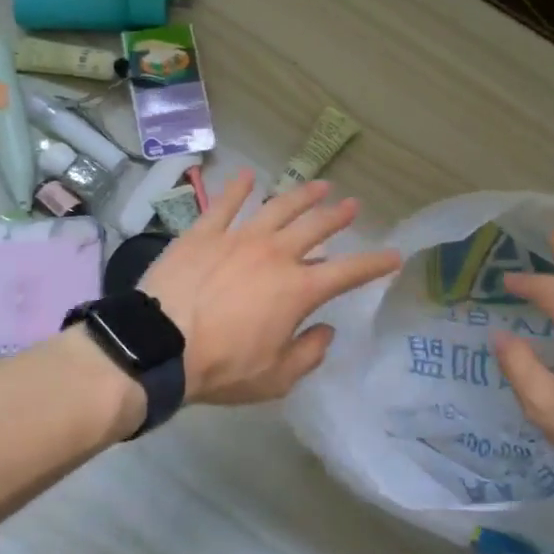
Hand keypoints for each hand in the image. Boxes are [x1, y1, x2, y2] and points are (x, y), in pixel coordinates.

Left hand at [141, 169, 401, 405]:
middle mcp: (275, 254)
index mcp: (298, 289)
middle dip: (338, 215)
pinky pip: (225, 204)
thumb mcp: (276, 378)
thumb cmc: (221, 367)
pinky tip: (248, 175)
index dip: (375, 263)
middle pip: (316, 227)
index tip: (394, 255)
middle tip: (352, 205)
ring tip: (319, 184)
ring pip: (278, 206)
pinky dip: (239, 188)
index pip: (349, 272)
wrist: (158, 346)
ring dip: (302, 194)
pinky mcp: (204, 233)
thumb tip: (324, 330)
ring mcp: (238, 237)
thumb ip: (308, 353)